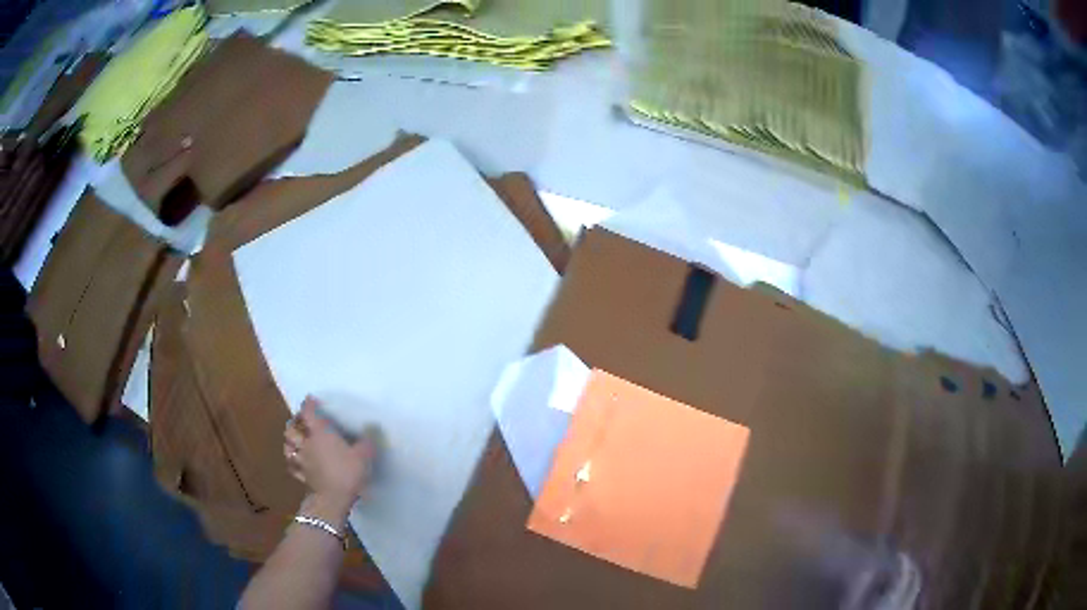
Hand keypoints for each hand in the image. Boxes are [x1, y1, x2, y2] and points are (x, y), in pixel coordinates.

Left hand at [284, 396, 376, 525]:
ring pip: (288, 445)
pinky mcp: (301, 476)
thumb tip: (372, 425)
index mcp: (319, 433)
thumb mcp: (364, 455)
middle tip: (300, 421)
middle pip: (291, 428)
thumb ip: (367, 439)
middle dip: (294, 422)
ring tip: (294, 439)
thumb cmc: (347, 472)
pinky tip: (296, 461)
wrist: (333, 499)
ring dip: (289, 440)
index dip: (308, 404)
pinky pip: (292, 465)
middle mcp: (306, 443)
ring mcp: (302, 460)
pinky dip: (292, 460)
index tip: (311, 400)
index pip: (308, 413)